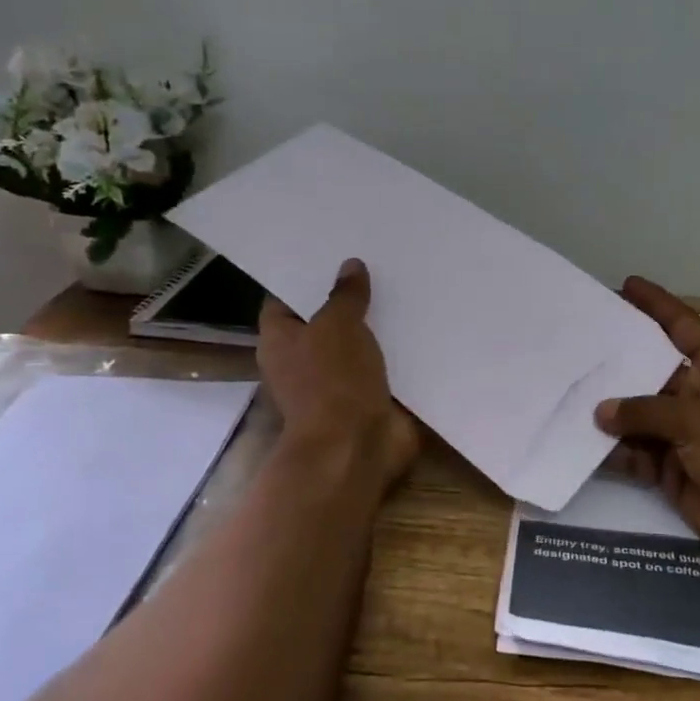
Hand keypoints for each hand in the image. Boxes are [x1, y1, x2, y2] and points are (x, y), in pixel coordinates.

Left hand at [259, 259, 420, 492]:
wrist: (355, 448)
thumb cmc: (332, 382)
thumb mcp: (337, 326)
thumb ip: (345, 295)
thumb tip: (350, 266)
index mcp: (280, 340)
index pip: (284, 299)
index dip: (305, 276)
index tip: (332, 252)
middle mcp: (302, 360)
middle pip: (323, 319)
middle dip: (346, 297)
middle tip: (376, 262)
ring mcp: (335, 381)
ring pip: (355, 342)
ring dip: (375, 323)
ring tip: (402, 284)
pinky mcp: (366, 397)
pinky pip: (380, 365)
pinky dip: (396, 349)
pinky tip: (419, 322)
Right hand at [596, 278, 699, 574]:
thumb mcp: (698, 420)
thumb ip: (647, 412)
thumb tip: (601, 411)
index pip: (683, 326)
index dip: (657, 304)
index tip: (626, 284)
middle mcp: (699, 394)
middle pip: (652, 370)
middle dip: (618, 359)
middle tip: (576, 342)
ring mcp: (685, 433)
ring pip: (639, 414)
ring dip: (609, 410)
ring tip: (565, 390)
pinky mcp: (673, 469)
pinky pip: (636, 453)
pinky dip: (613, 450)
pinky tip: (580, 441)